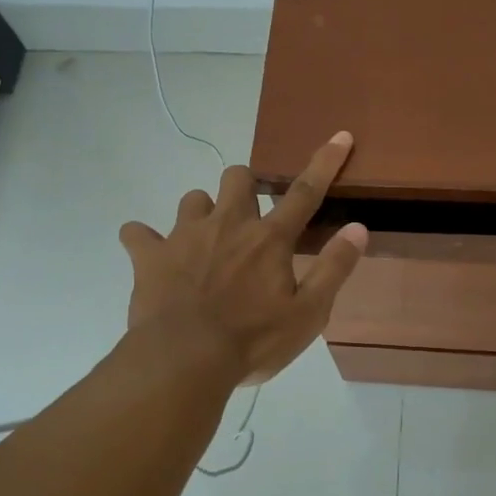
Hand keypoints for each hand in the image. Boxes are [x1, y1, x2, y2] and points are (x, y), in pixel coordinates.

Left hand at [118, 133, 368, 383]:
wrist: (184, 360)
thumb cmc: (253, 341)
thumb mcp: (308, 314)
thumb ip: (334, 268)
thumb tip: (358, 228)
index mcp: (269, 239)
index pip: (305, 192)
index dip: (325, 162)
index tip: (340, 135)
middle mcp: (228, 224)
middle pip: (238, 177)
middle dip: (246, 186)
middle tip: (248, 216)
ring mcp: (185, 236)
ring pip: (193, 199)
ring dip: (202, 212)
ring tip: (203, 241)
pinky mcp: (150, 255)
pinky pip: (137, 232)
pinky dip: (145, 240)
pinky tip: (151, 255)